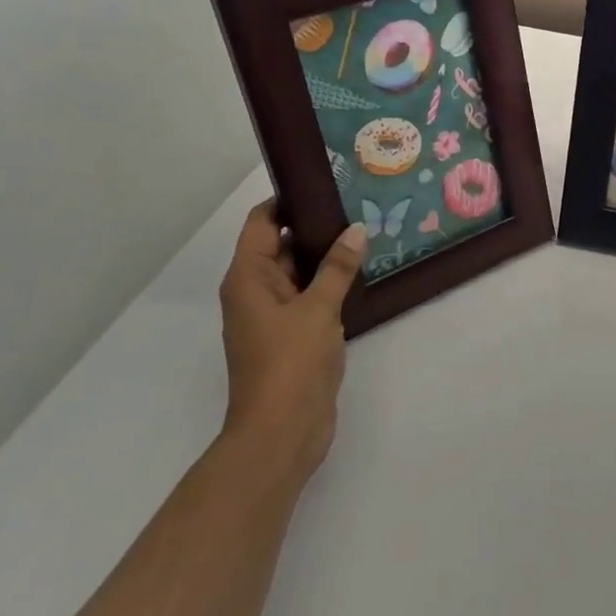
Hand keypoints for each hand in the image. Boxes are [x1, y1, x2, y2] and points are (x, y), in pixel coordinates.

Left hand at [218, 201, 365, 483]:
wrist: (282, 432)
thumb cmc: (290, 364)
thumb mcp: (318, 309)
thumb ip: (337, 268)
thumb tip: (354, 230)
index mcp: (248, 278)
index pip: (263, 223)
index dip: (288, 200)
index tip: (325, 183)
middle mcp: (255, 292)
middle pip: (282, 245)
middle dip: (316, 227)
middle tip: (358, 205)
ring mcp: (274, 316)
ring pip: (299, 273)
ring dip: (327, 257)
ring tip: (366, 233)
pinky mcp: (293, 337)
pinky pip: (310, 298)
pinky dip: (330, 285)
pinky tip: (362, 275)